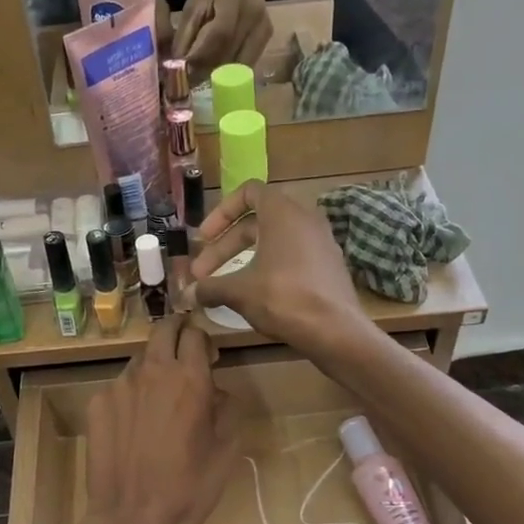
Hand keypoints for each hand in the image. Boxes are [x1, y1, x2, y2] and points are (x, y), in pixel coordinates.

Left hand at [85, 316, 234, 523]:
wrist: (134, 519)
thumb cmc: (190, 487)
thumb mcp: (227, 449)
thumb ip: (227, 408)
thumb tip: (218, 390)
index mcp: (189, 378)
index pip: (195, 334)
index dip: (204, 339)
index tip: (208, 355)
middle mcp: (152, 372)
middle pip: (163, 330)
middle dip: (176, 333)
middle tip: (184, 353)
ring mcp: (119, 386)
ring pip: (140, 360)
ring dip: (153, 367)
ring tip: (159, 399)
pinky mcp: (97, 404)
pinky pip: (119, 388)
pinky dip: (131, 395)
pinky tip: (135, 425)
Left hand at [176, 0, 271, 78]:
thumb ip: (187, 31)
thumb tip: (178, 62)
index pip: (219, 35)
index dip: (201, 56)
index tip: (184, 71)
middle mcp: (253, 14)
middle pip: (230, 54)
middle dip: (207, 70)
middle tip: (189, 79)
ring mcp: (263, 26)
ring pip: (240, 63)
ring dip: (219, 74)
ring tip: (202, 74)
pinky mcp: (268, 35)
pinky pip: (248, 61)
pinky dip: (232, 70)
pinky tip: (219, 68)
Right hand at [189, 182, 370, 353]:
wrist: (336, 331)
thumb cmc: (284, 298)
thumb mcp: (239, 291)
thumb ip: (210, 287)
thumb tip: (188, 294)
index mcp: (283, 212)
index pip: (248, 192)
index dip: (220, 213)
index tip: (203, 239)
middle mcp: (305, 219)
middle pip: (255, 222)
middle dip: (225, 247)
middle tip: (202, 274)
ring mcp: (320, 243)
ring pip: (273, 242)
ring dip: (243, 260)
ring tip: (224, 286)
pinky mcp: (328, 266)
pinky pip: (291, 257)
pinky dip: (267, 268)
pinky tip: (253, 295)